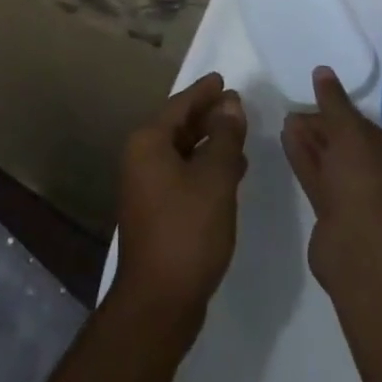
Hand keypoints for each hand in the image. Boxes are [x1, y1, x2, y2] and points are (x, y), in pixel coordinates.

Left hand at [113, 73, 247, 326]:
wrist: (158, 302)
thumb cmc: (187, 231)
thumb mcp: (214, 178)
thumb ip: (224, 136)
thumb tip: (230, 103)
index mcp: (148, 142)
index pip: (179, 105)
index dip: (204, 92)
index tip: (223, 80)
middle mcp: (141, 158)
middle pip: (178, 126)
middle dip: (208, 116)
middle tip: (237, 105)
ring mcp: (146, 187)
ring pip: (182, 152)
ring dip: (209, 143)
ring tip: (240, 136)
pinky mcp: (156, 212)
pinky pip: (182, 174)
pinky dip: (204, 168)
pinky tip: (230, 173)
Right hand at [283, 66, 381, 281]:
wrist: (360, 246)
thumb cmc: (366, 178)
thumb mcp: (349, 128)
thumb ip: (334, 100)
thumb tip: (323, 71)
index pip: (374, 132)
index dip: (346, 116)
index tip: (321, 103)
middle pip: (352, 150)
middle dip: (325, 129)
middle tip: (298, 110)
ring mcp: (364, 207)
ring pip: (334, 167)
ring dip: (313, 144)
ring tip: (288, 119)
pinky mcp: (338, 221)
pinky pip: (321, 182)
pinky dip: (306, 161)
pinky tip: (287, 139)